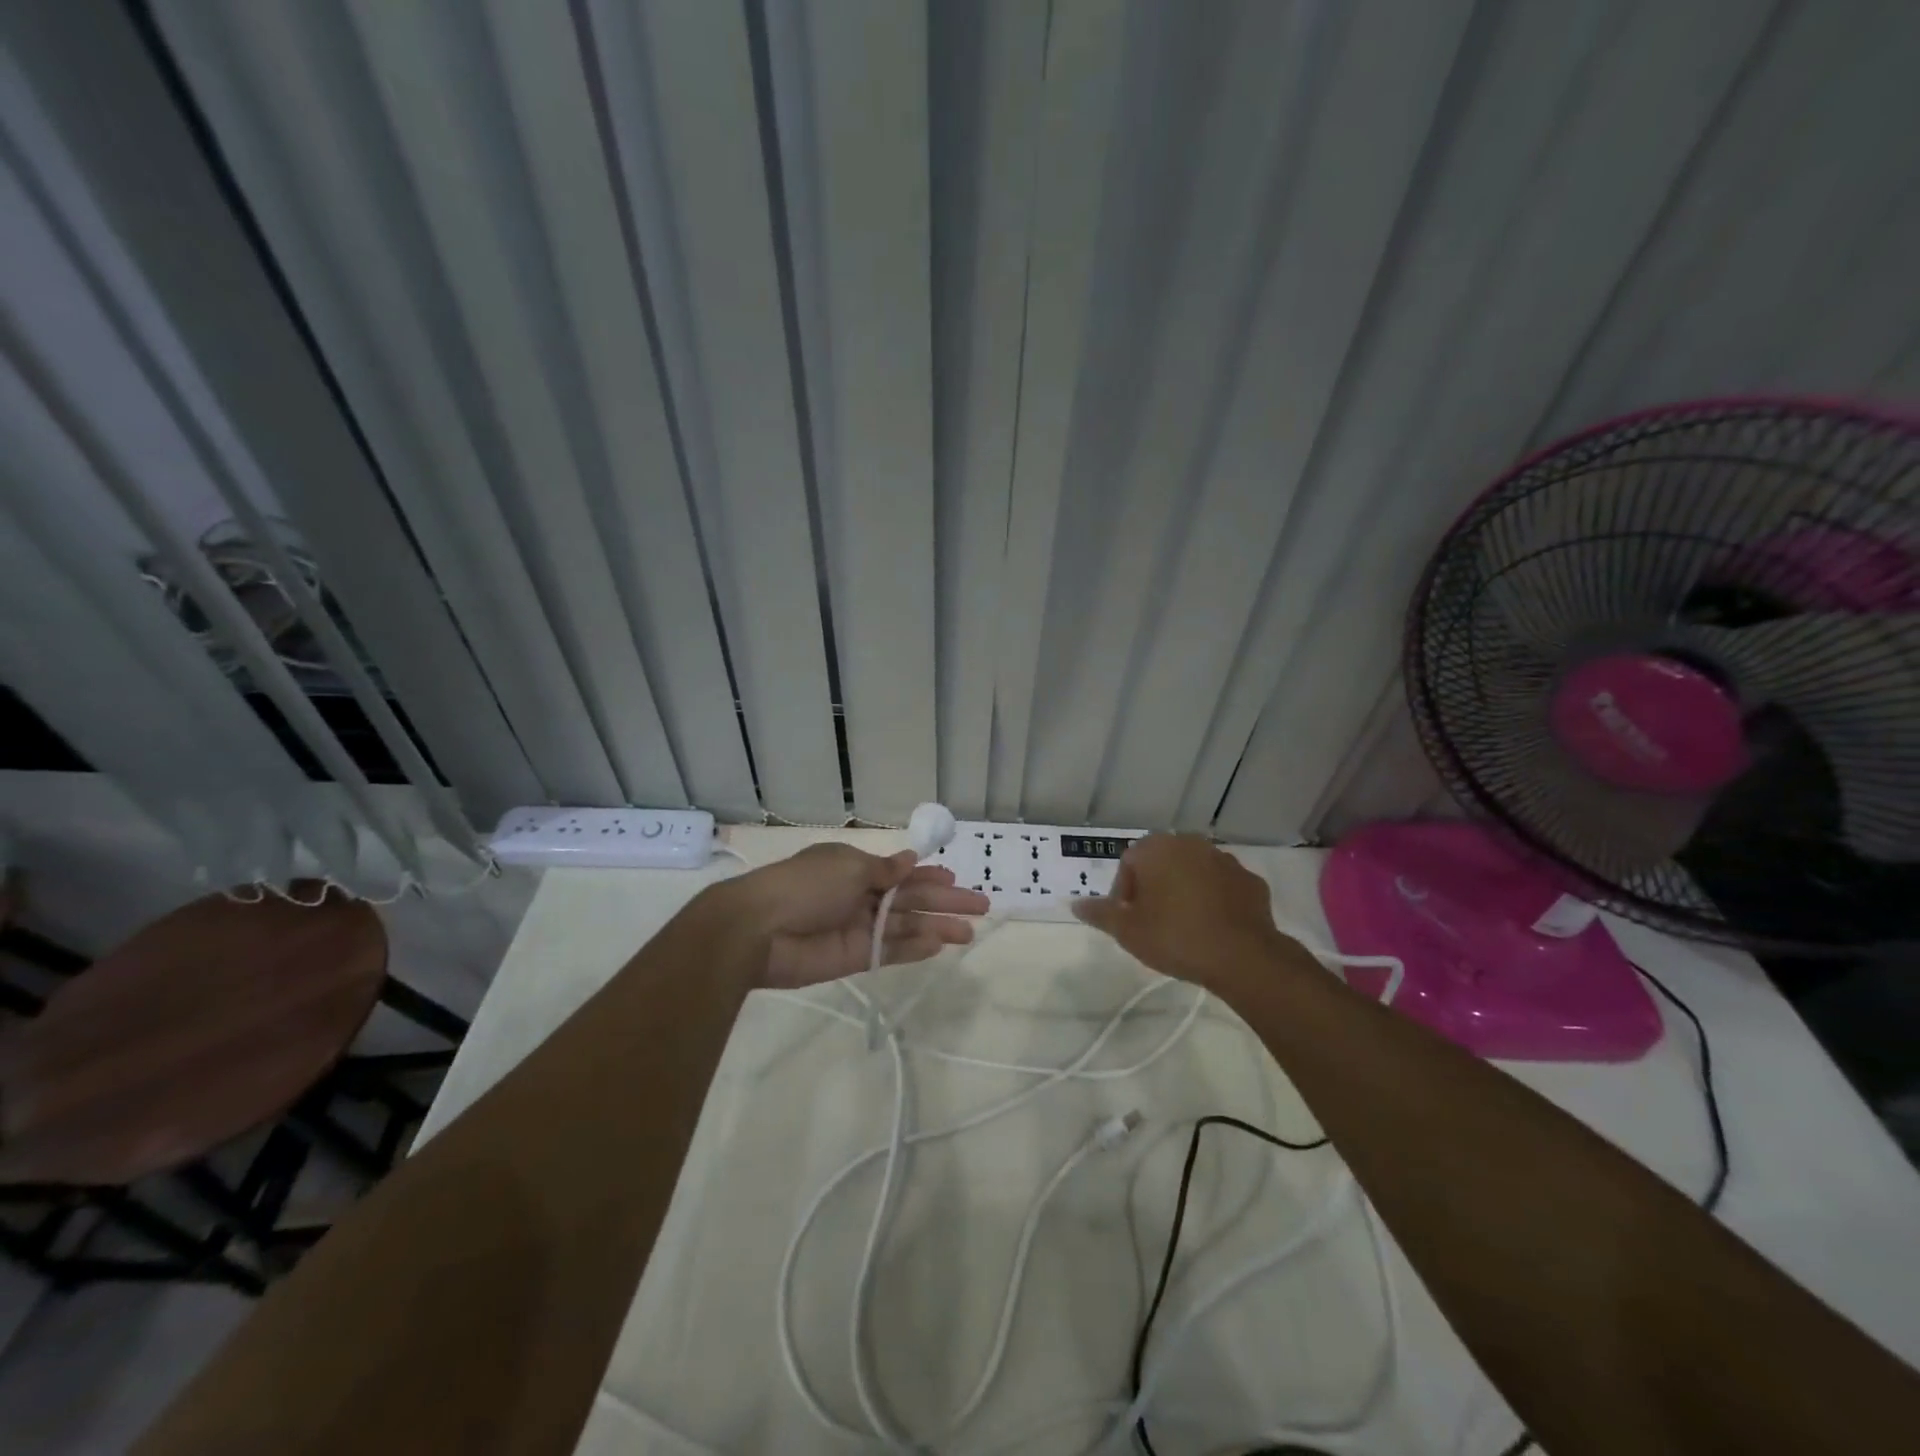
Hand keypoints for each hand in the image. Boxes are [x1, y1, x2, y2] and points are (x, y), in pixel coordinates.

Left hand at [721, 843, 988, 988]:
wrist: (759, 930)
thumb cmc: (805, 885)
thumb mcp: (848, 867)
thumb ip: (884, 870)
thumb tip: (911, 860)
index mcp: (854, 868)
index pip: (900, 872)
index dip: (928, 875)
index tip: (955, 878)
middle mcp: (859, 896)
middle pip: (910, 899)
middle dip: (944, 902)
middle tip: (981, 906)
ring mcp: (857, 928)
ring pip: (905, 926)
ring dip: (936, 927)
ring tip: (968, 932)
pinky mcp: (854, 958)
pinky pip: (890, 951)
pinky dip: (914, 949)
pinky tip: (939, 946)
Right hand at [1072, 834, 1291, 987]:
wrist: (1243, 956)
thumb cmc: (1175, 937)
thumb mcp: (1127, 931)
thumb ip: (1100, 914)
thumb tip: (1075, 905)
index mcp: (1157, 849)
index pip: (1129, 863)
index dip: (1123, 893)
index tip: (1128, 920)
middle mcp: (1191, 843)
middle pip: (1162, 862)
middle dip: (1154, 888)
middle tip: (1152, 923)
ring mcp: (1225, 860)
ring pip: (1194, 872)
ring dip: (1185, 891)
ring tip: (1184, 927)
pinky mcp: (1250, 881)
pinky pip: (1223, 887)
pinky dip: (1215, 900)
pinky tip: (1213, 928)